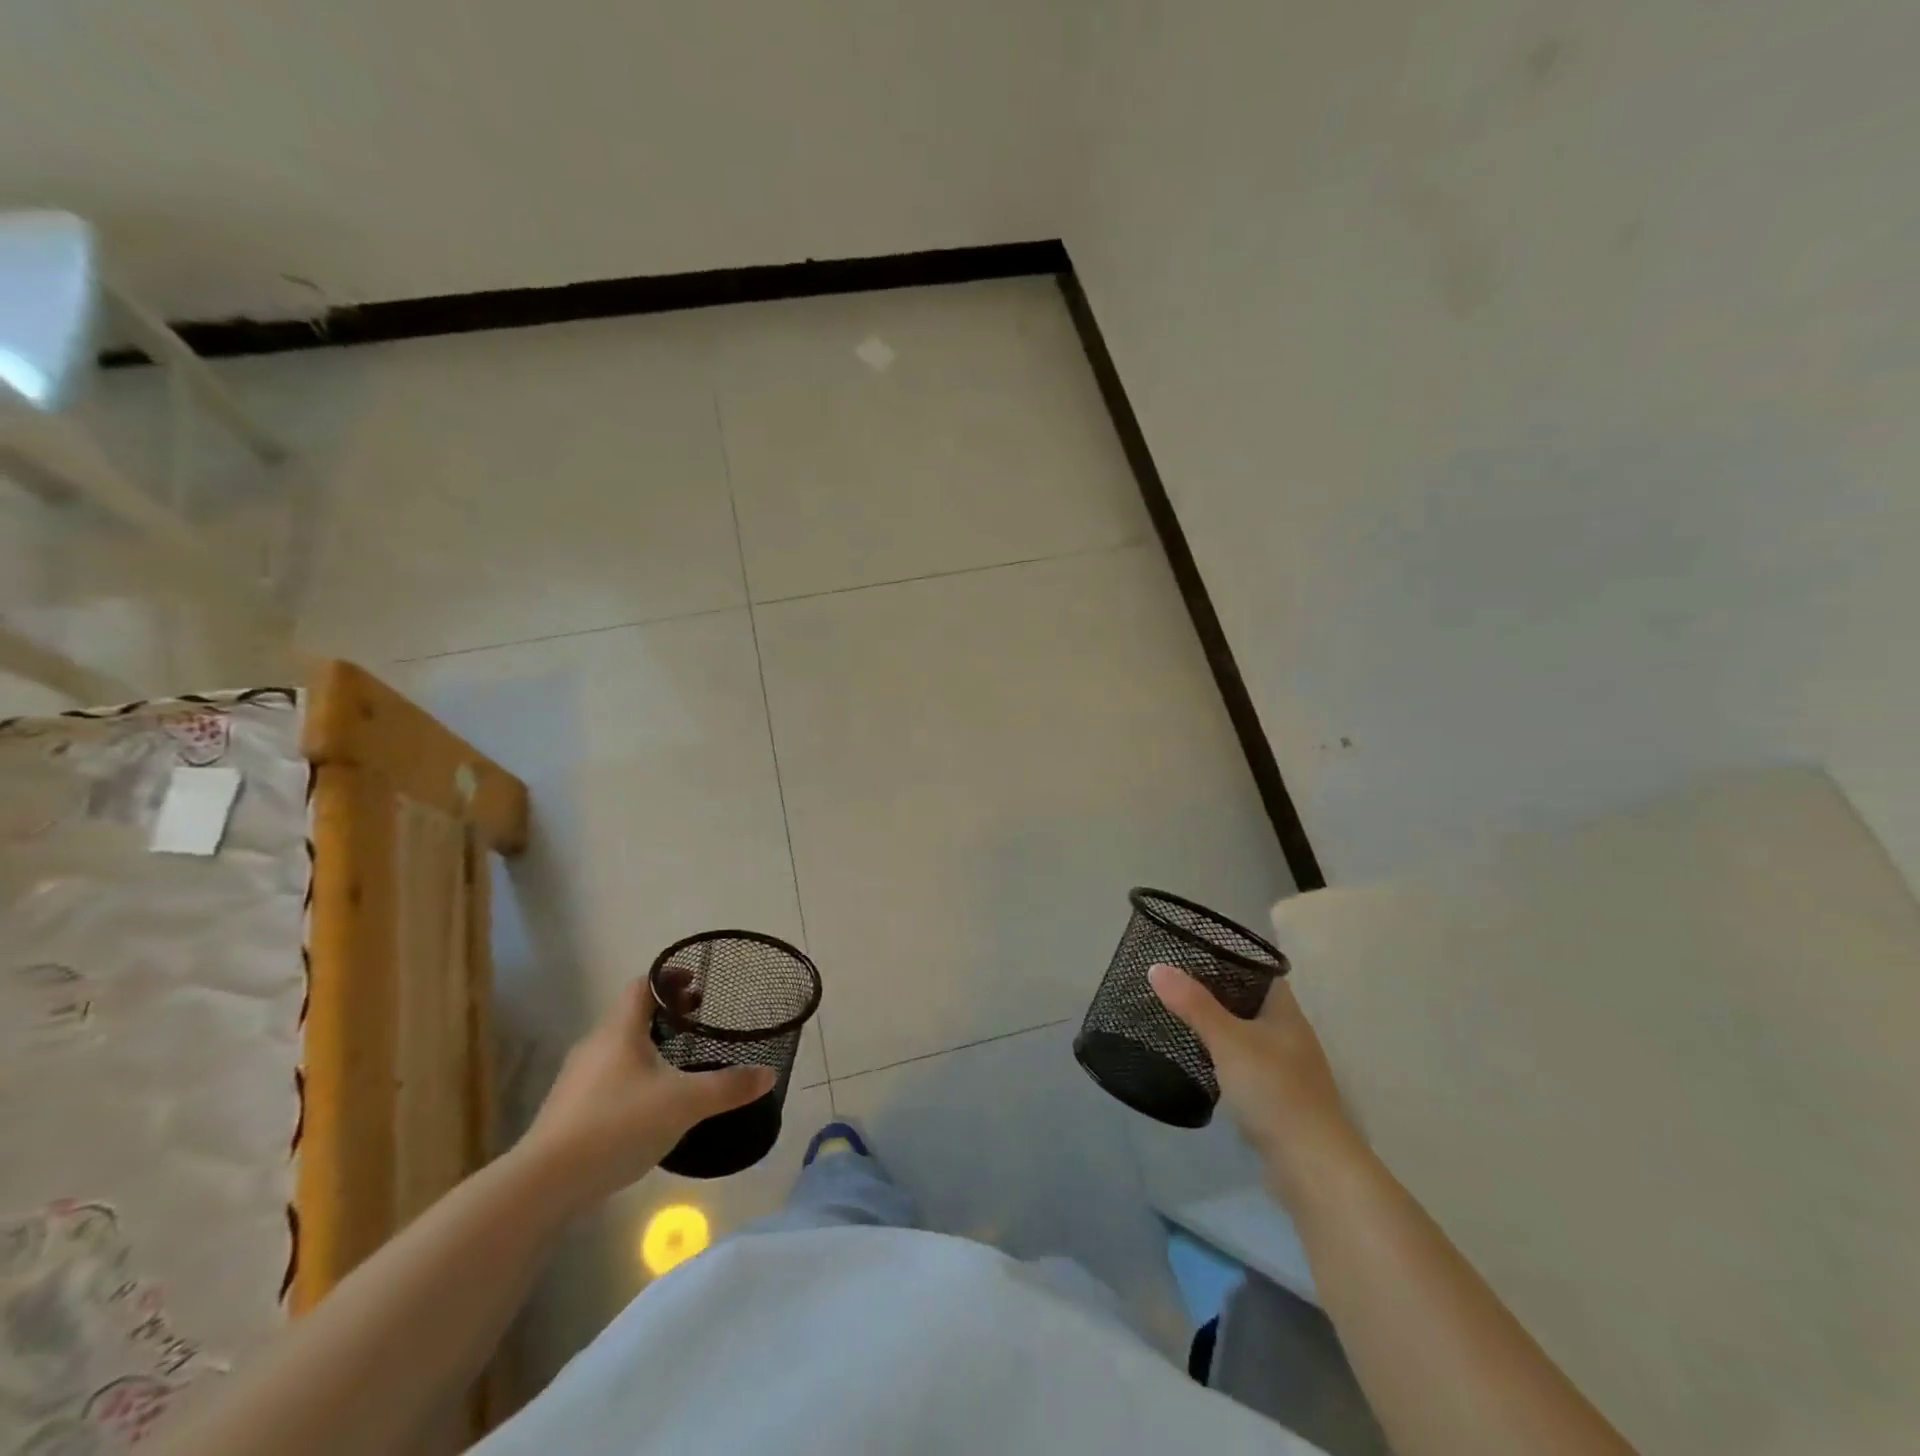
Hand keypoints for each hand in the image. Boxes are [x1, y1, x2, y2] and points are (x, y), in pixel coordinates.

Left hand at [515, 977, 774, 1214]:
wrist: (544, 1185)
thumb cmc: (617, 1125)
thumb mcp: (684, 1104)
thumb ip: (728, 1087)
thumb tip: (769, 1073)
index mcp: (619, 1030)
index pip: (643, 985)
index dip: (670, 978)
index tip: (697, 984)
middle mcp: (595, 1045)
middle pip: (631, 1014)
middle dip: (665, 1012)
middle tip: (698, 1019)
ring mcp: (577, 1079)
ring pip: (618, 1047)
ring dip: (648, 1044)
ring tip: (678, 1061)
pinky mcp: (569, 1111)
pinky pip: (607, 1077)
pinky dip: (632, 1074)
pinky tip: (650, 1103)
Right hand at [1148, 963, 1366, 1205]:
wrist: (1312, 1166)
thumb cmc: (1273, 1090)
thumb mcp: (1227, 1040)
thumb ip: (1193, 1005)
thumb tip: (1156, 967)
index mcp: (1286, 1013)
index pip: (1260, 972)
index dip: (1230, 959)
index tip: (1192, 954)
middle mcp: (1290, 1036)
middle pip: (1251, 1004)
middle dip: (1217, 994)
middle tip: (1176, 984)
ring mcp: (1287, 1071)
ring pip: (1248, 1036)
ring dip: (1220, 1029)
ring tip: (1180, 1017)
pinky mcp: (1278, 1100)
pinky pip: (1246, 1066)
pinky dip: (1224, 1060)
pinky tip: (1200, 1061)